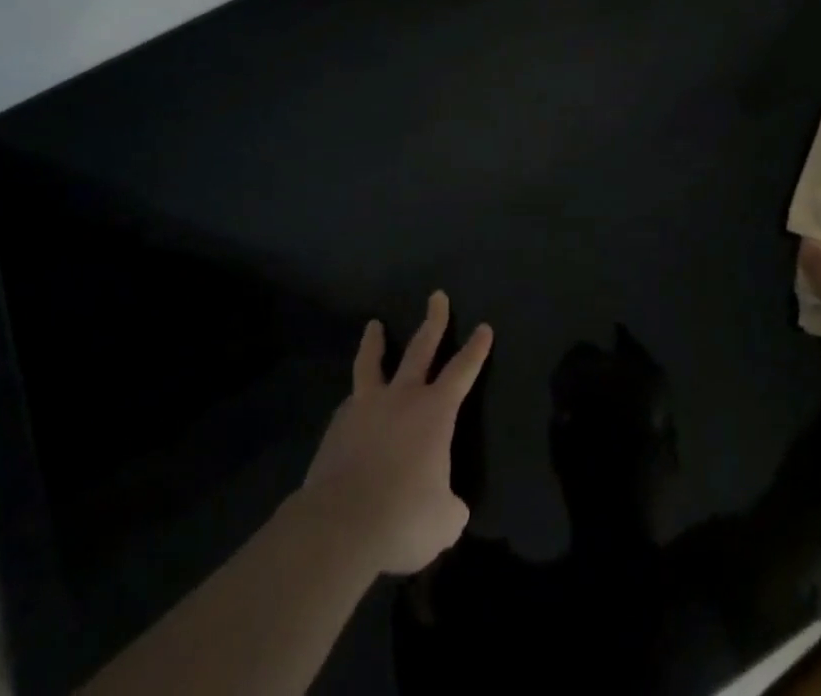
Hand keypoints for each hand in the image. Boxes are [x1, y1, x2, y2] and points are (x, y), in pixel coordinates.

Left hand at [301, 291, 492, 574]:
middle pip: (420, 348)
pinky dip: (356, 398)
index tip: (484, 327)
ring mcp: (366, 407)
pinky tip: (353, 405)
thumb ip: (450, 506)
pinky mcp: (337, 426)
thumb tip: (450, 506)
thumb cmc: (403, 517)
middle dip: (433, 321)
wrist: (340, 524)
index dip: (475, 350)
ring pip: (372, 363)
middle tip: (437, 296)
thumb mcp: (444, 521)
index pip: (462, 371)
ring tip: (373, 325)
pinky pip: (350, 403)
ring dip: (375, 342)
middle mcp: (402, 397)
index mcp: (435, 412)